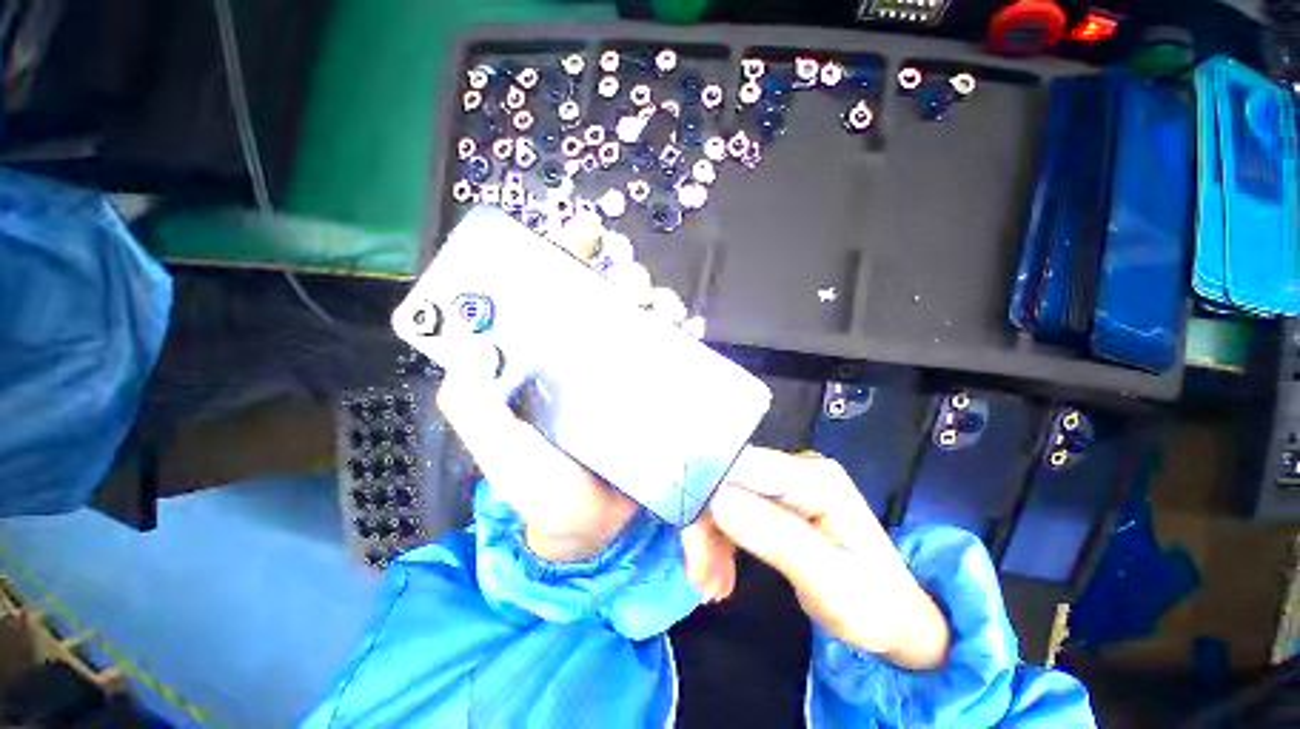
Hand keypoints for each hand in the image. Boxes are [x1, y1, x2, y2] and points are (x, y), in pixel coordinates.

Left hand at [433, 219, 732, 600]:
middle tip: (631, 285)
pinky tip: (690, 331)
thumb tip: (474, 345)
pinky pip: (674, 355)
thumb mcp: (495, 445)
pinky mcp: (656, 393)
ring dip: (659, 304)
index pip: (555, 293)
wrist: (589, 529)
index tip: (586, 234)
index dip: (568, 256)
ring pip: (647, 321)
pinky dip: (685, 337)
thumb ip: (471, 403)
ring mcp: (626, 373)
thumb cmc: (538, 487)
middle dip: (625, 278)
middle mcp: (587, 356)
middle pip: (610, 299)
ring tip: (663, 311)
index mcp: (546, 358)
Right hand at [707, 448, 950, 669]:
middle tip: (699, 577)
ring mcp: (786, 482)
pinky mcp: (777, 499)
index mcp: (813, 478)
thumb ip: (776, 538)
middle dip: (707, 524)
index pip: (743, 467)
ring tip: (707, 583)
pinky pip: (735, 509)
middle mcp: (796, 468)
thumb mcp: (830, 583)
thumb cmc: (873, 605)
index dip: (708, 493)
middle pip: (730, 479)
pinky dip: (721, 540)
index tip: (692, 540)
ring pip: (726, 495)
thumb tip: (718, 500)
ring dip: (710, 536)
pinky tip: (719, 572)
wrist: (899, 618)